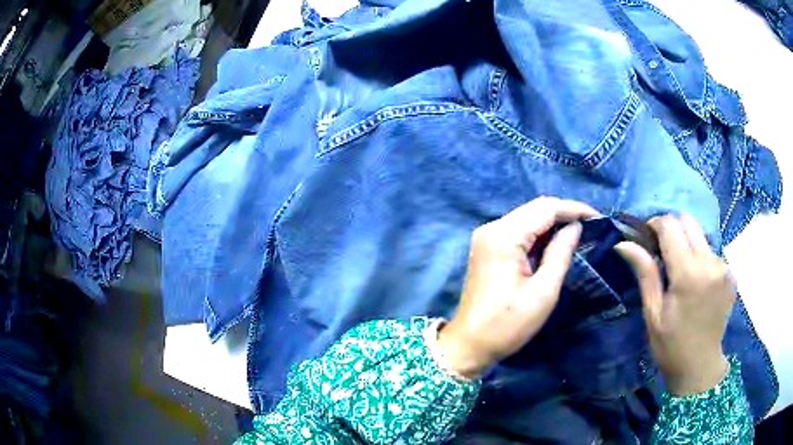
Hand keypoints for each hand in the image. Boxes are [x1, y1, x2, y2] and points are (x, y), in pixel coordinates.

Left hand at [435, 197, 597, 378]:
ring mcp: (487, 237)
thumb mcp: (543, 292)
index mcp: (504, 236)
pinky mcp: (487, 247)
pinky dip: (539, 233)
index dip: (573, 209)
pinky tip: (555, 242)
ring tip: (578, 233)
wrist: (470, 344)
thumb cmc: (508, 324)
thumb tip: (575, 227)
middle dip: (564, 213)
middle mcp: (492, 228)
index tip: (598, 217)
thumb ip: (561, 254)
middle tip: (590, 225)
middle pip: (535, 208)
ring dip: (552, 222)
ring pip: (527, 217)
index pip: (545, 208)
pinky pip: (518, 230)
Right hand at [616, 215, 734, 395]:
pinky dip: (701, 258)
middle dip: (672, 229)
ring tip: (681, 272)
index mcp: (688, 274)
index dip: (655, 225)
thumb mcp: (653, 313)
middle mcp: (710, 262)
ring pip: (701, 235)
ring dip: (688, 244)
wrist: (700, 367)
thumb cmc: (671, 346)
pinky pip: (712, 252)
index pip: (670, 225)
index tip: (647, 239)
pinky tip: (697, 283)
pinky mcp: (731, 274)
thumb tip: (623, 243)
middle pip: (688, 221)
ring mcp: (724, 267)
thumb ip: (645, 273)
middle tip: (662, 253)